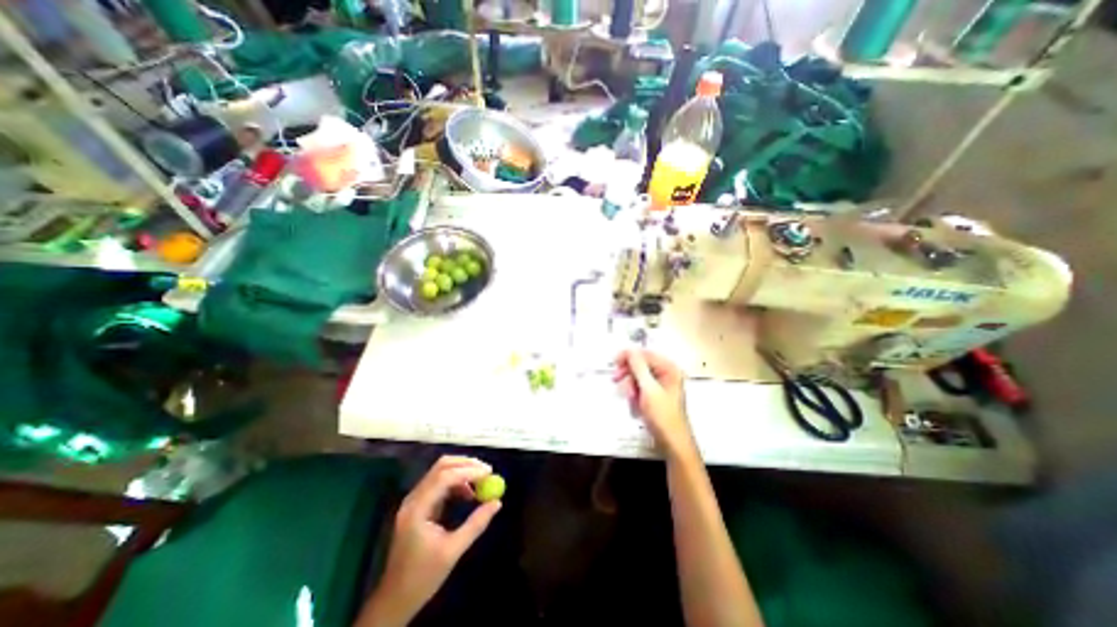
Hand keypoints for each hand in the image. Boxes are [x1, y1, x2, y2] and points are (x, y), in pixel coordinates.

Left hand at [363, 456, 501, 625]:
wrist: (395, 599)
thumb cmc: (423, 577)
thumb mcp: (453, 551)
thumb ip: (476, 524)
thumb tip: (497, 502)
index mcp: (418, 509)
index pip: (444, 477)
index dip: (468, 471)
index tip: (489, 472)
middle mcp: (414, 498)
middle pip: (441, 466)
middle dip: (466, 465)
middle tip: (487, 471)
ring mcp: (415, 500)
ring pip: (441, 471)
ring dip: (462, 472)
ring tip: (481, 484)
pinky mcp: (419, 504)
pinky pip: (440, 483)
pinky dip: (456, 482)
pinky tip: (468, 494)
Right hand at [615, 350, 695, 457]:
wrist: (672, 443)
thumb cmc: (663, 416)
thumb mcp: (648, 389)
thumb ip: (638, 367)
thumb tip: (630, 350)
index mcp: (669, 369)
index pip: (646, 354)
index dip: (629, 356)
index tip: (615, 361)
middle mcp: (666, 374)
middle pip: (641, 365)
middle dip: (628, 374)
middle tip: (616, 379)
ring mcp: (660, 386)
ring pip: (638, 378)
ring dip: (630, 386)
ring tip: (629, 397)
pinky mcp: (655, 396)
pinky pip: (639, 388)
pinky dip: (634, 394)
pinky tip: (634, 404)